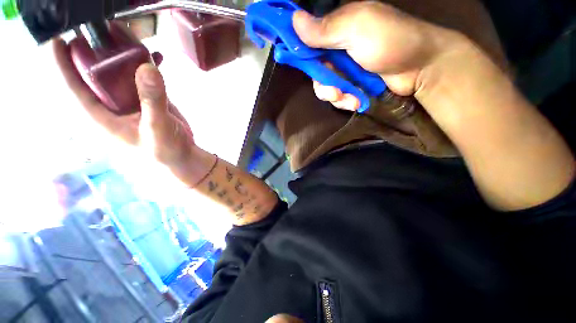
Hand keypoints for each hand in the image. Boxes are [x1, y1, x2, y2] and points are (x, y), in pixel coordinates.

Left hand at [52, 39, 213, 183]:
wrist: (182, 157)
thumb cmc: (164, 152)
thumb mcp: (157, 129)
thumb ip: (152, 101)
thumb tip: (147, 67)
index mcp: (102, 117)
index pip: (75, 89)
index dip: (62, 65)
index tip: (57, 39)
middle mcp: (111, 106)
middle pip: (96, 74)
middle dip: (96, 50)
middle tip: (100, 26)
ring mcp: (131, 101)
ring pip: (121, 73)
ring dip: (124, 53)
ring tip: (126, 31)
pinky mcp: (148, 100)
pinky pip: (144, 78)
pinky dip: (148, 65)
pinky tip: (154, 55)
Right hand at [292, 1, 463, 110]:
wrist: (420, 68)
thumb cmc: (391, 41)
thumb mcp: (358, 28)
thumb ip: (327, 29)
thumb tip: (295, 20)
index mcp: (336, 29)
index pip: (307, 38)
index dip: (299, 50)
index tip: (295, 60)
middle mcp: (337, 49)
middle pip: (314, 70)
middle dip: (323, 84)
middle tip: (334, 91)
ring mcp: (345, 70)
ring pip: (324, 87)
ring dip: (335, 96)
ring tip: (349, 98)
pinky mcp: (352, 86)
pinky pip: (337, 97)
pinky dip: (345, 101)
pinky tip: (357, 102)